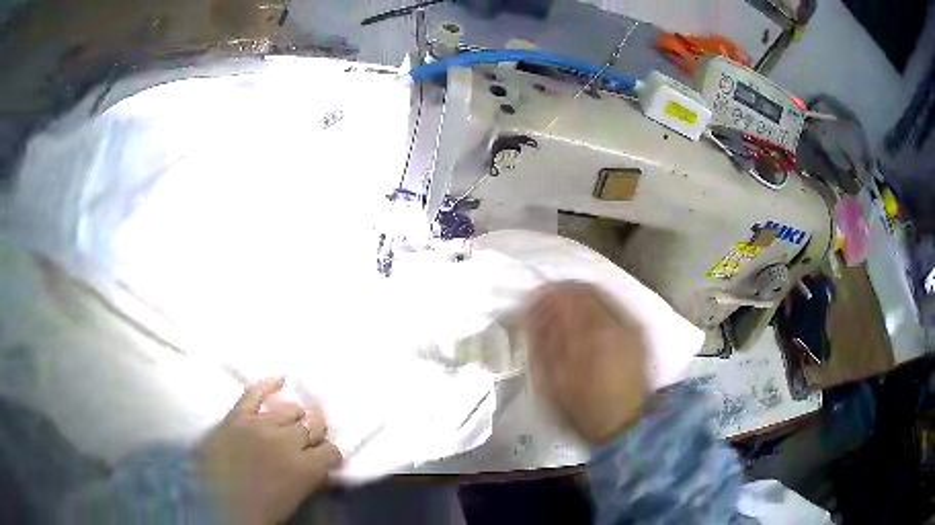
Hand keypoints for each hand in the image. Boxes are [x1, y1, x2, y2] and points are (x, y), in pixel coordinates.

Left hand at [196, 377, 342, 524]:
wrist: (218, 507)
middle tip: (309, 440)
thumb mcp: (296, 499)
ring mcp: (259, 426)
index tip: (326, 458)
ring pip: (289, 409)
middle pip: (312, 425)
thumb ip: (312, 479)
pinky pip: (253, 393)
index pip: (331, 451)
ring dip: (295, 417)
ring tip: (292, 422)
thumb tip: (324, 469)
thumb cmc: (262, 509)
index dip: (331, 454)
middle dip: (315, 432)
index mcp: (304, 468)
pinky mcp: (236, 418)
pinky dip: (267, 384)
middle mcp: (286, 442)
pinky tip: (279, 379)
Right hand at [525, 282, 649, 443]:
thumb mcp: (552, 381)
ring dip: (577, 302)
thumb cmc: (583, 410)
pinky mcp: (637, 334)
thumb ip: (542, 341)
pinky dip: (594, 311)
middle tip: (544, 310)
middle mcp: (615, 321)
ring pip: (599, 297)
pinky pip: (612, 309)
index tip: (530, 303)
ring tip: (562, 319)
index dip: (544, 295)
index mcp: (591, 332)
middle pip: (583, 290)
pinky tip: (584, 328)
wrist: (625, 427)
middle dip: (560, 295)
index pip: (564, 294)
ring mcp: (630, 326)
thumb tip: (532, 312)